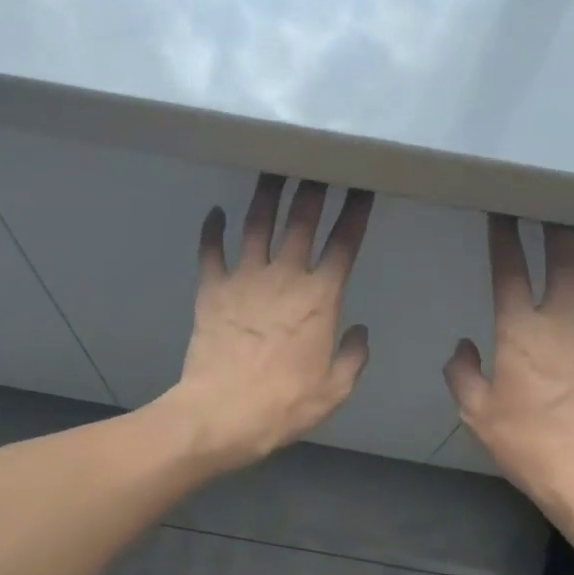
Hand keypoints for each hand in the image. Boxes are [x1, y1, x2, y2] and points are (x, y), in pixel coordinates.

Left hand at [167, 175, 372, 470]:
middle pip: (301, 220)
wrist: (222, 414)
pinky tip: (215, 211)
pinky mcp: (211, 289)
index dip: (355, 212)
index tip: (361, 186)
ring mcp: (244, 279)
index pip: (344, 244)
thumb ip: (353, 356)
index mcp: (321, 298)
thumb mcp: (335, 389)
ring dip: (267, 193)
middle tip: (318, 160)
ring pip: (257, 223)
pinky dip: (213, 229)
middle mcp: (284, 276)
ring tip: (273, 167)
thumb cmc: (284, 405)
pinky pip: (211, 250)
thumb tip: (360, 330)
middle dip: (313, 187)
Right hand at [444, 216, 573, 511]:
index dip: (503, 236)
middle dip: (556, 225)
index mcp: (519, 331)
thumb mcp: (475, 411)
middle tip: (551, 206)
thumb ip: (462, 373)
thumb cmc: (524, 441)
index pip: (509, 269)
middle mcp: (561, 319)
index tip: (500, 214)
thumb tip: (462, 346)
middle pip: (565, 256)